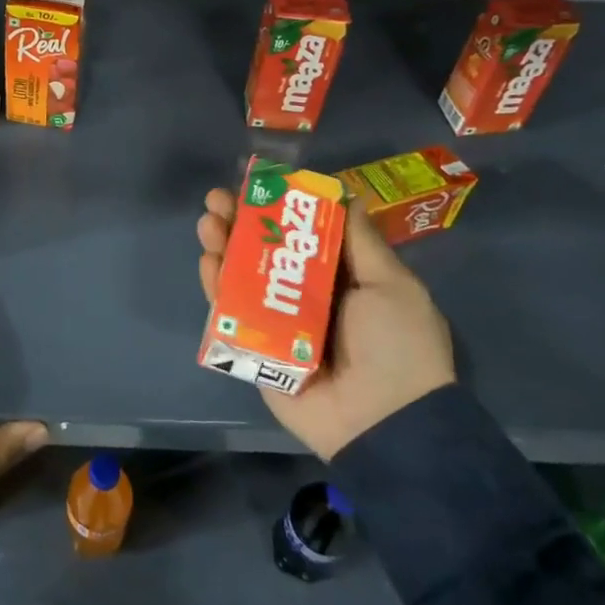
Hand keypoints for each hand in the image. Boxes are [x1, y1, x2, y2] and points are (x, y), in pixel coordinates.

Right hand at [197, 189, 454, 459]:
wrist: (385, 423)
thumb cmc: (396, 345)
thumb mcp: (392, 284)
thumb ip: (361, 241)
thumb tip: (342, 193)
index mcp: (341, 278)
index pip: (302, 233)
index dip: (279, 206)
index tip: (257, 182)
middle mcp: (306, 295)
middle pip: (265, 250)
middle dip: (241, 221)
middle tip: (218, 198)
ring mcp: (277, 322)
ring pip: (243, 276)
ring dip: (223, 245)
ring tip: (208, 221)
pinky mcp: (255, 348)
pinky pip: (231, 313)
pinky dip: (216, 286)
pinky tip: (208, 260)